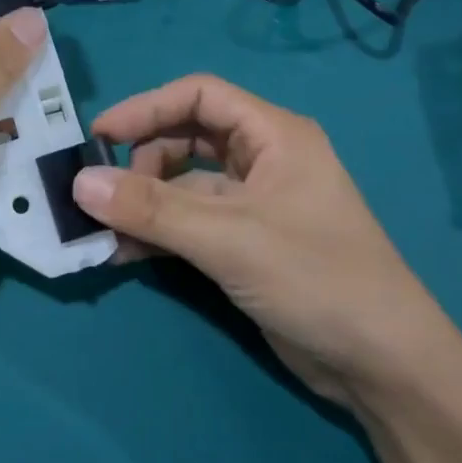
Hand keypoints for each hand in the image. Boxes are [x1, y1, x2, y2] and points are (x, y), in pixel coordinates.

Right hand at [71, 75, 453, 401]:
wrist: (383, 366)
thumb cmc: (315, 277)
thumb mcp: (227, 238)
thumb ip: (152, 209)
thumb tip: (78, 182)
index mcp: (273, 135)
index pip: (199, 95)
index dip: (146, 108)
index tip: (99, 136)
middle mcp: (263, 159)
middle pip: (186, 138)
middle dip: (141, 162)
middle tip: (103, 194)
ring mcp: (254, 203)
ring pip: (183, 185)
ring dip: (143, 204)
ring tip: (103, 231)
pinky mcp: (245, 243)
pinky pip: (189, 223)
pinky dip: (157, 233)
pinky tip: (123, 255)